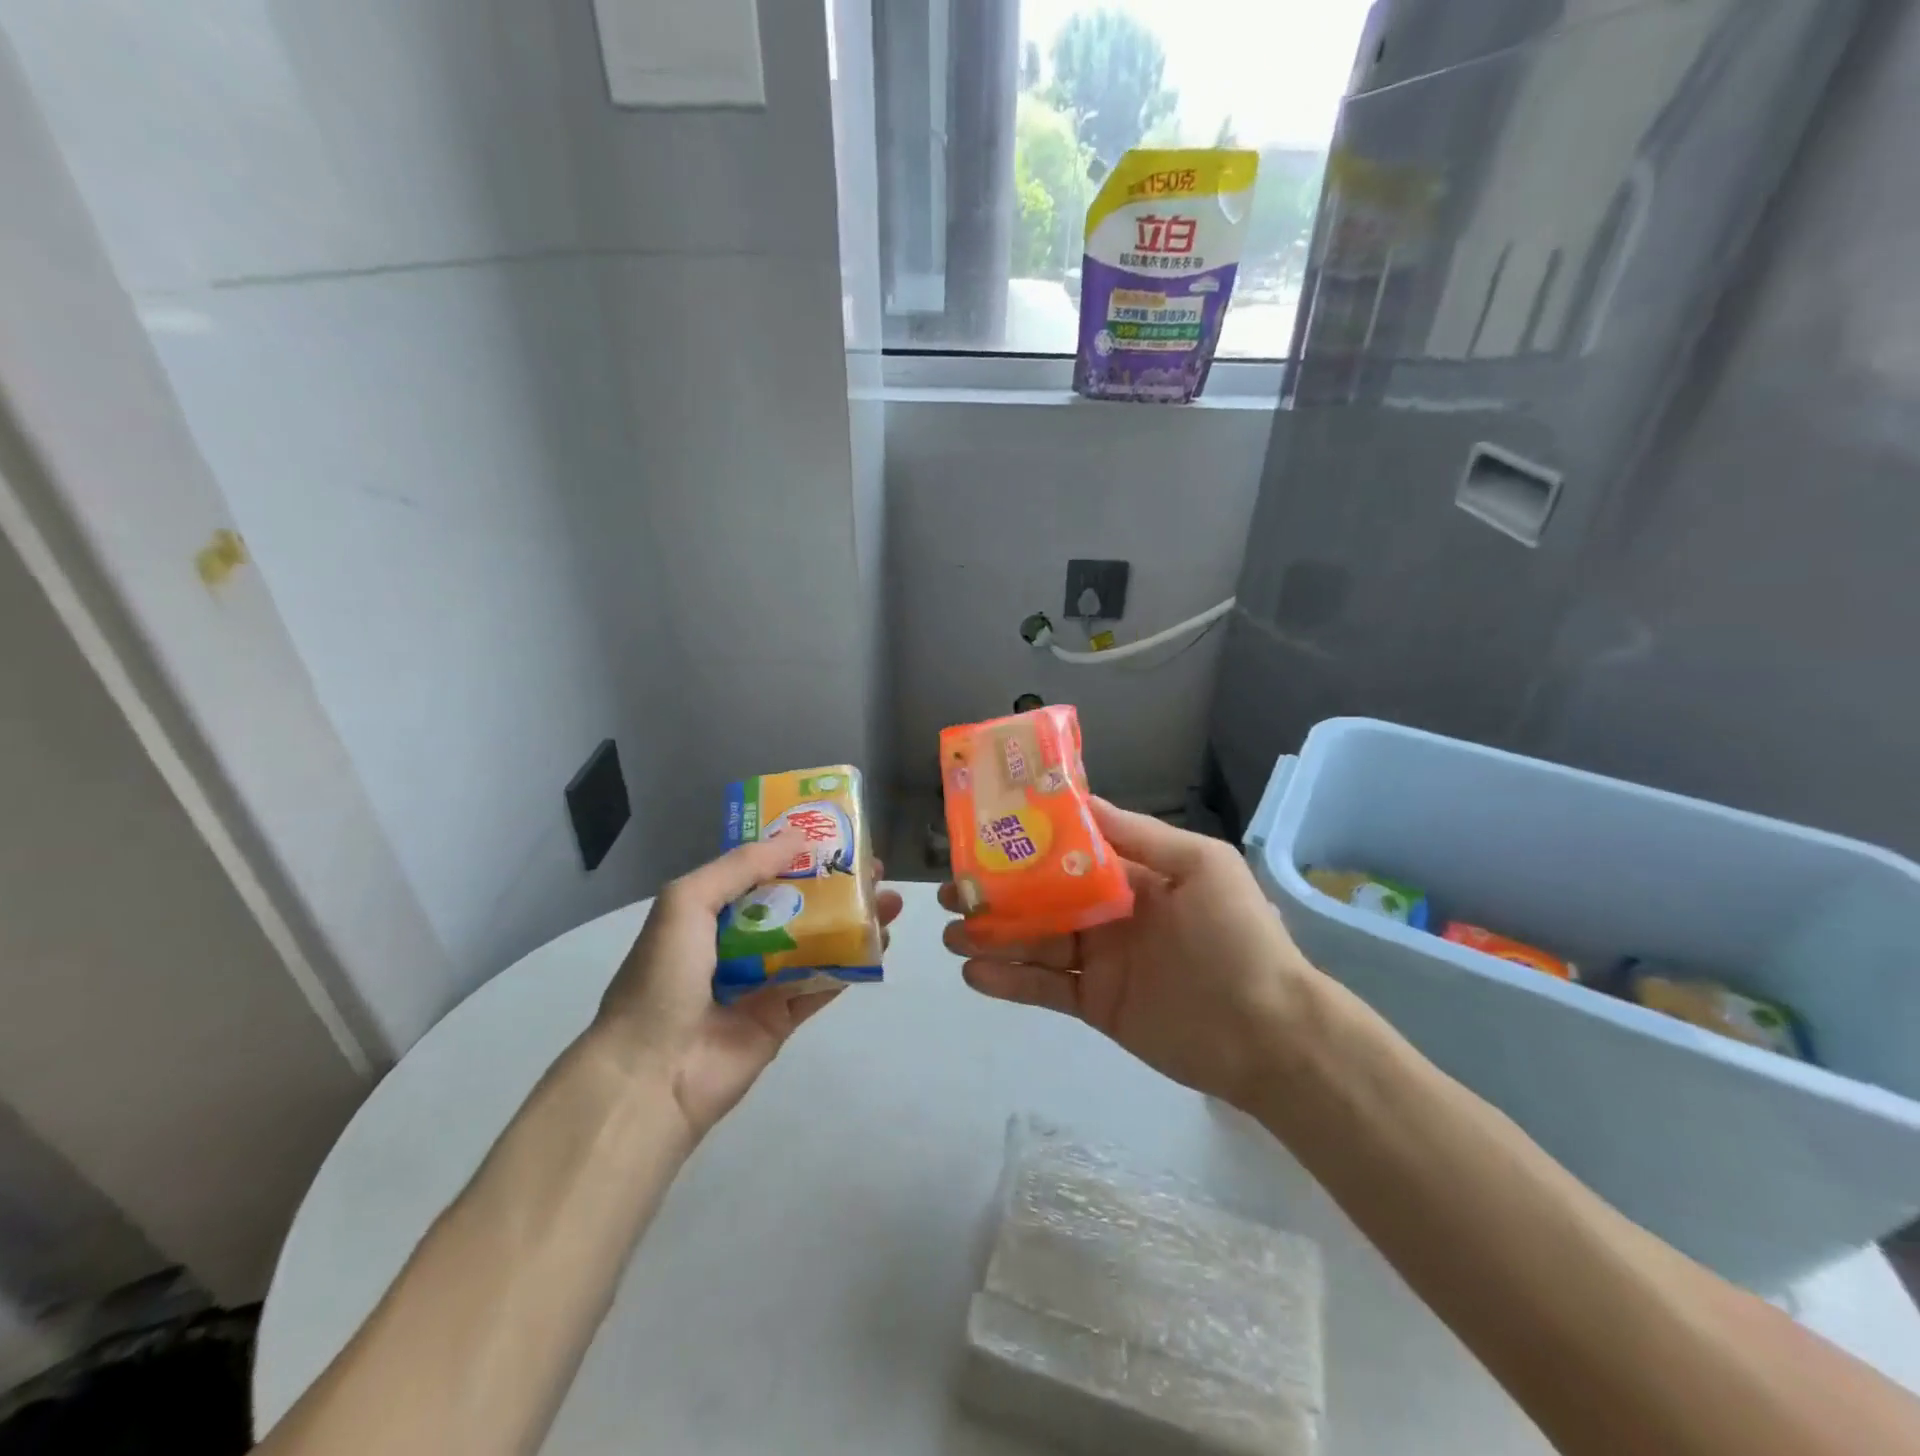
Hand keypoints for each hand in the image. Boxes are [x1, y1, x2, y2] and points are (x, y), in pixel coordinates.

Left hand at [596, 837, 903, 1138]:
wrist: (651, 1073)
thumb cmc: (663, 977)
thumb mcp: (687, 902)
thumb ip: (741, 866)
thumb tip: (798, 838)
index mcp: (713, 913)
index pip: (763, 872)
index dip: (799, 852)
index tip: (837, 835)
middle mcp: (740, 942)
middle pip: (799, 905)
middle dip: (837, 885)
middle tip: (875, 869)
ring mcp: (765, 982)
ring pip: (819, 942)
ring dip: (855, 920)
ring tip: (890, 901)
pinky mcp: (784, 1018)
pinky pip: (824, 984)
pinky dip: (853, 964)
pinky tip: (881, 944)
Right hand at [942, 799, 1315, 1106]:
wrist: (1267, 1033)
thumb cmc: (1236, 937)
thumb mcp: (1201, 866)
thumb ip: (1138, 835)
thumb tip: (1080, 800)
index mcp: (1132, 876)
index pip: (1068, 852)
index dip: (1027, 843)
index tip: (984, 835)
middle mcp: (1109, 913)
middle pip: (1041, 898)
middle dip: (996, 893)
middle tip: (952, 892)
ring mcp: (1098, 961)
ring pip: (1034, 942)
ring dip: (992, 936)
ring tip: (951, 933)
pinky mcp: (1094, 1004)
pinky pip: (1043, 988)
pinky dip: (1008, 981)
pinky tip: (974, 974)